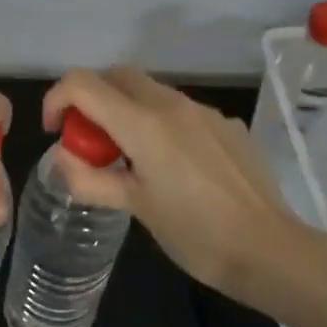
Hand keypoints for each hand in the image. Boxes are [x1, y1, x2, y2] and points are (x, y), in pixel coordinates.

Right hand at [40, 67, 303, 302]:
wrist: (271, 250)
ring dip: (126, 110)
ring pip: (150, 91)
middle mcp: (173, 105)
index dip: (58, 99)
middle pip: (117, 76)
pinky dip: (159, 123)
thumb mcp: (136, 209)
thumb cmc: (196, 234)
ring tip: (129, 158)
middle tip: (88, 141)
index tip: (55, 131)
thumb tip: (62, 159)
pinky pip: (181, 110)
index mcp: (144, 124)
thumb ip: (91, 180)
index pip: (84, 83)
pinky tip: (173, 166)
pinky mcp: (227, 125)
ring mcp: (205, 112)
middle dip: (92, 98)